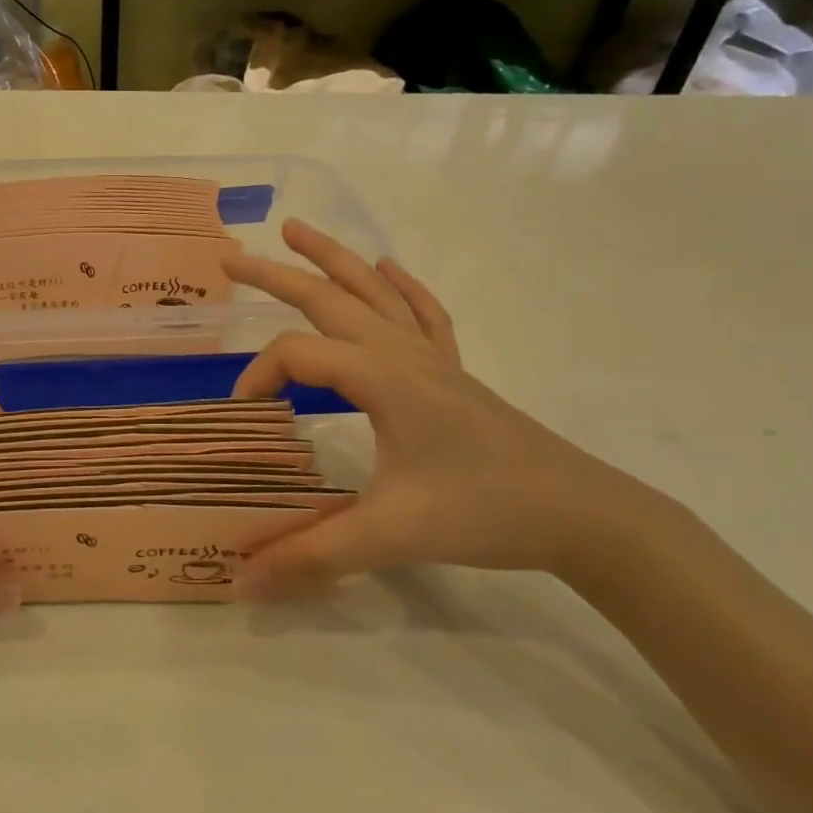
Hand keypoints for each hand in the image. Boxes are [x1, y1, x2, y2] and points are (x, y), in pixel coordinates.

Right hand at [226, 222, 679, 598]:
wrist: (582, 514)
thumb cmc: (484, 512)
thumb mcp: (391, 535)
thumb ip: (311, 555)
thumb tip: (240, 582)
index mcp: (382, 377)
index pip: (298, 354)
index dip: (258, 377)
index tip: (243, 417)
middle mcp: (402, 353)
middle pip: (329, 298)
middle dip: (277, 274)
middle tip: (230, 256)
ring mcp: (432, 358)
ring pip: (374, 292)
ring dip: (333, 259)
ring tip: (297, 230)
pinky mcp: (453, 373)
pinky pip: (422, 313)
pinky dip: (400, 285)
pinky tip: (388, 267)